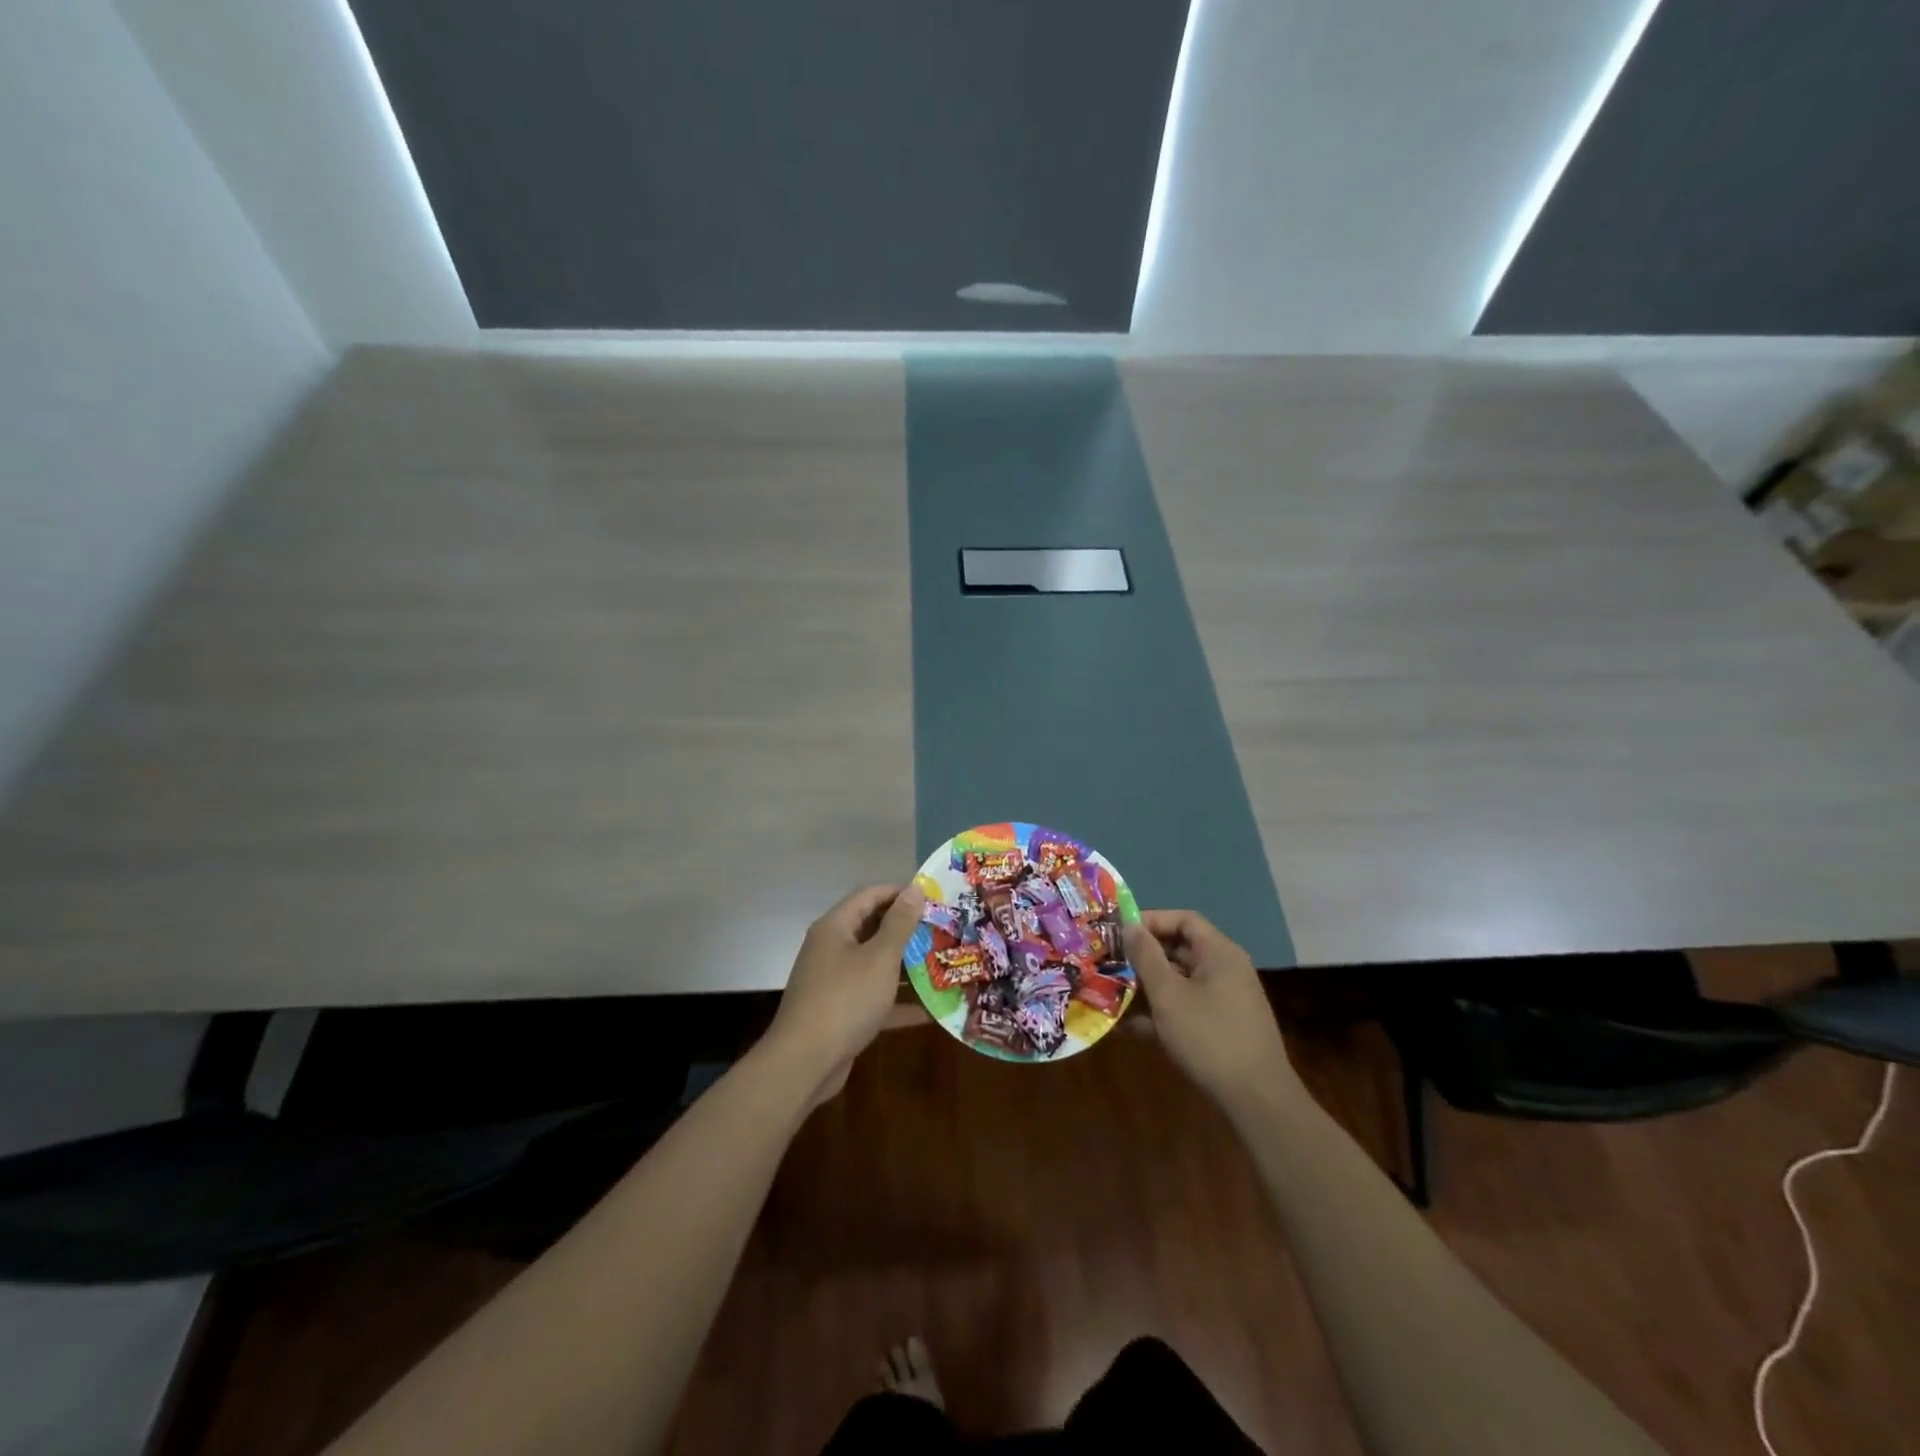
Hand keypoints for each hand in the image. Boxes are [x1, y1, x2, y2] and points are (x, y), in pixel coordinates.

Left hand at [763, 883, 925, 1108]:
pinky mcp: (840, 1011)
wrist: (804, 1063)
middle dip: (907, 929)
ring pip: (874, 963)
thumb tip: (915, 889)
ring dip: (905, 965)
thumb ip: (899, 924)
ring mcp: (834, 981)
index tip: (934, 899)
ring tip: (941, 963)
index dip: (901, 893)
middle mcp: (831, 948)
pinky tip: (929, 1011)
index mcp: (836, 927)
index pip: (870, 895)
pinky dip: (897, 1001)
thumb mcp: (879, 958)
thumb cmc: (845, 1000)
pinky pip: (873, 997)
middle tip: (942, 931)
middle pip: (872, 927)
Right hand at [1124, 910, 1302, 1115]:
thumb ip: (1147, 956)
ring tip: (1112, 994)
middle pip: (1180, 949)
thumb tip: (1130, 926)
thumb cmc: (1209, 1037)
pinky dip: (1161, 1013)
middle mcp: (1225, 970)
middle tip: (1110, 962)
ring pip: (1180, 981)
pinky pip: (1187, 1007)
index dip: (1151, 920)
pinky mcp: (1222, 1027)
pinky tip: (1130, 1029)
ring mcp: (1225, 1000)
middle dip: (1143, 956)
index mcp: (1219, 953)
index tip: (1119, 932)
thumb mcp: (1168, 995)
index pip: (1184, 920)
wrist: (1257, 1100)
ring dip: (1147, 987)